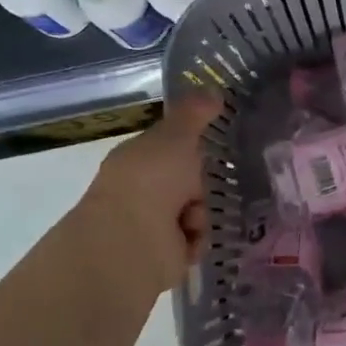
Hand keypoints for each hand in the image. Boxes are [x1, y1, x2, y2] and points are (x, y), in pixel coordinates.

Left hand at [68, 94, 222, 298]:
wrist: (131, 242)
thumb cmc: (151, 180)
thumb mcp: (177, 136)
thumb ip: (195, 113)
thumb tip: (213, 90)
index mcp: (137, 159)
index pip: (168, 148)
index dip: (189, 147)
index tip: (211, 146)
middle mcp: (140, 190)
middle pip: (186, 181)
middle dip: (200, 184)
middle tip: (206, 183)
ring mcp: (148, 224)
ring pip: (195, 211)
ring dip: (200, 214)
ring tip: (191, 218)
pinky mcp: (160, 255)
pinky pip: (193, 241)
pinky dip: (196, 240)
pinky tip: (188, 240)